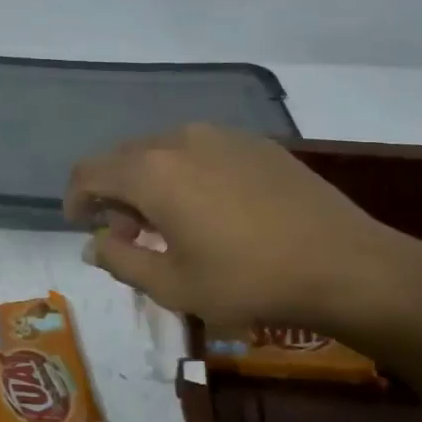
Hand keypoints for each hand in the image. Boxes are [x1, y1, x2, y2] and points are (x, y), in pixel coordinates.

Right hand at [64, 124, 421, 336]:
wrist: (346, 265)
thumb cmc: (247, 280)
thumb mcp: (172, 284)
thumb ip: (120, 259)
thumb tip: (93, 244)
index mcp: (152, 171)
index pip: (90, 171)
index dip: (75, 198)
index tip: (80, 224)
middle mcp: (181, 139)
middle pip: (125, 158)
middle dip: (114, 194)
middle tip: (125, 235)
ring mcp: (222, 136)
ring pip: (163, 152)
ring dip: (149, 184)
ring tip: (167, 225)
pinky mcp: (255, 144)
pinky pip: (200, 151)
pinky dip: (185, 175)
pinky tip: (208, 210)